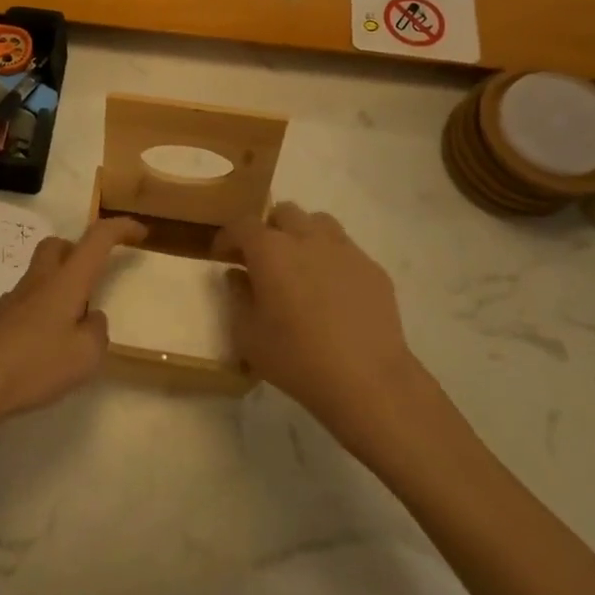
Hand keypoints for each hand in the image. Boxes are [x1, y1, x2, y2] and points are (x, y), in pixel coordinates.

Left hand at [0, 216, 144, 438]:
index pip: (97, 239)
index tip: (140, 232)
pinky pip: (26, 303)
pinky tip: (44, 348)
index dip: (120, 229)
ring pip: (41, 275)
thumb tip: (91, 320)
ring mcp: (12, 299)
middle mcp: (38, 281)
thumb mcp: (84, 357)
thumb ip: (96, 333)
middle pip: (59, 246)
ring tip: (72, 328)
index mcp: (65, 281)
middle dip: (80, 252)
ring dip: (61, 288)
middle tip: (93, 280)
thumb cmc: (33, 364)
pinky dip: (42, 313)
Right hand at [214, 204, 435, 441]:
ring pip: (318, 223)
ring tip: (300, 265)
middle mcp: (306, 237)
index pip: (242, 225)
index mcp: (270, 250)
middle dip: (268, 229)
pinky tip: (333, 291)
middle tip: (263, 258)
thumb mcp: (248, 336)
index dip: (228, 237)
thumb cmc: (298, 358)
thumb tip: (238, 276)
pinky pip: (346, 250)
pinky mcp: (372, 268)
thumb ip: (237, 298)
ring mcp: (344, 249)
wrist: (368, 381)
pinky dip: (332, 259)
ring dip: (303, 235)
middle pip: (283, 213)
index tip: (222, 255)